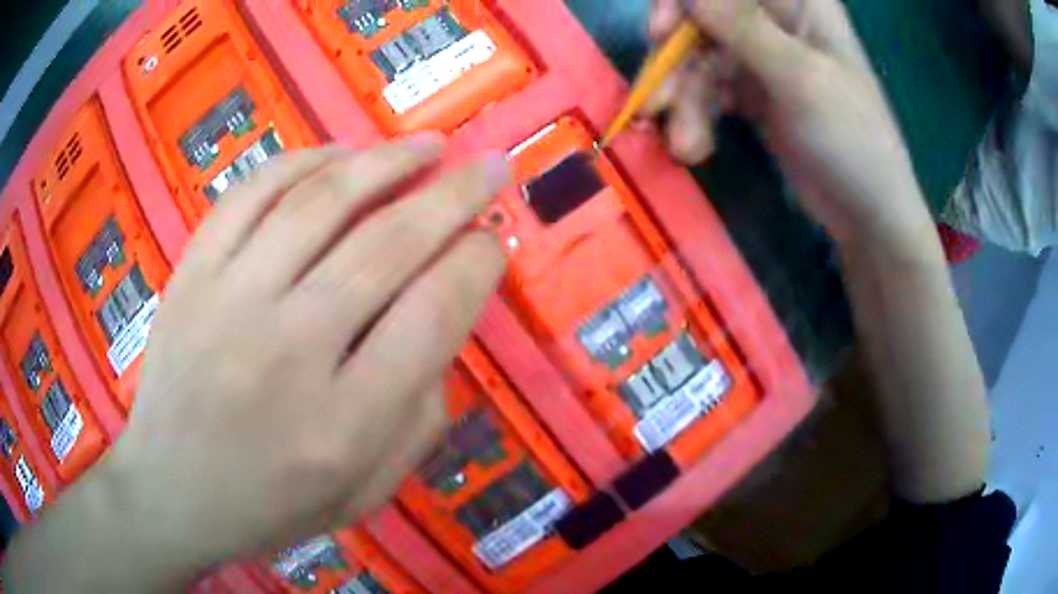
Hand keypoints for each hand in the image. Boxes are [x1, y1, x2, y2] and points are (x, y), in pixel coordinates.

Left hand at [5, 137, 510, 589]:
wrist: (172, 490)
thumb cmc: (272, 504)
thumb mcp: (368, 491)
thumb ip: (421, 417)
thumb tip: (444, 325)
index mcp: (343, 424)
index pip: (433, 314)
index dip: (477, 263)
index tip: (493, 240)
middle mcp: (288, 351)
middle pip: (388, 245)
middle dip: (455, 194)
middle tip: (490, 165)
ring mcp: (229, 301)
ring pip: (320, 202)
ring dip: (387, 161)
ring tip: (427, 144)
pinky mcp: (191, 273)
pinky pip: (252, 193)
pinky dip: (304, 162)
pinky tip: (340, 156)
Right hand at [648, 0, 935, 252]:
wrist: (866, 213)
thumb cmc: (851, 139)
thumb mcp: (799, 77)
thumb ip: (742, 26)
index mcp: (796, 2)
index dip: (683, 2)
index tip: (659, 33)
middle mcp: (774, 20)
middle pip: (701, 17)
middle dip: (675, 60)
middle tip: (657, 103)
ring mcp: (762, 56)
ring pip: (698, 57)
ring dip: (684, 100)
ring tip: (684, 145)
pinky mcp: (753, 91)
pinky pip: (709, 89)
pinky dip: (697, 116)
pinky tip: (696, 147)